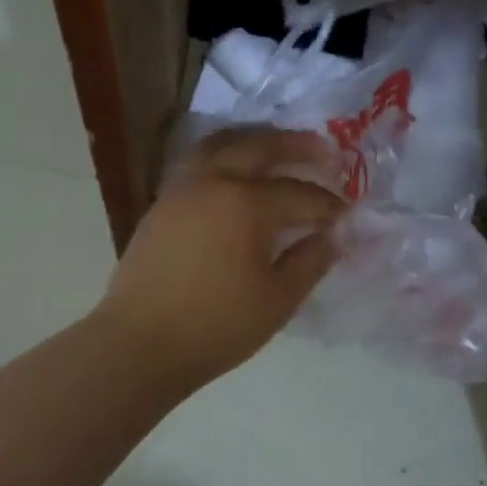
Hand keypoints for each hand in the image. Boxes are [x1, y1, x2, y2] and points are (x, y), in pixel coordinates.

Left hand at [94, 128, 347, 390]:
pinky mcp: (162, 203)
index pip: (300, 194)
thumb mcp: (278, 299)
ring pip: (223, 145)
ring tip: (278, 147)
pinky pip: (200, 162)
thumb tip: (335, 234)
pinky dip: (226, 155)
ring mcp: (182, 188)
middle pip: (260, 147)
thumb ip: (311, 260)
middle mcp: (214, 182)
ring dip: (256, 141)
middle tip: (323, 149)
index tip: (346, 214)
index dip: (328, 204)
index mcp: (247, 204)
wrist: (140, 344)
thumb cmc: (217, 326)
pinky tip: (237, 173)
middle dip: (296, 146)